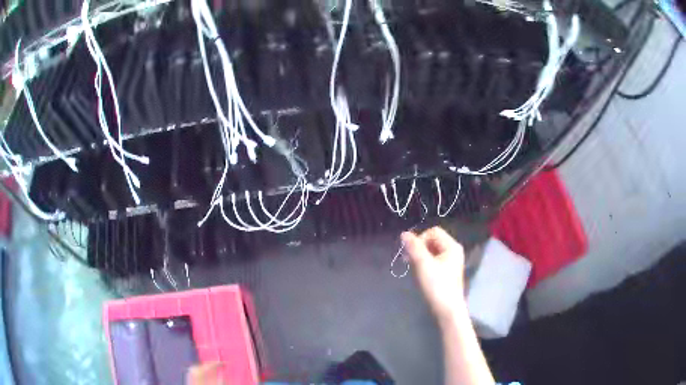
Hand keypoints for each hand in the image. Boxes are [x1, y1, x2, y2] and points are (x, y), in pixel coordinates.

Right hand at [402, 227, 466, 325]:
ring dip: (420, 256)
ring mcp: (451, 261)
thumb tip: (404, 233)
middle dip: (419, 247)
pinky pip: (434, 260)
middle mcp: (453, 251)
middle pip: (433, 240)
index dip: (420, 239)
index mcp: (451, 246)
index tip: (410, 253)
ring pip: (432, 251)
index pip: (433, 232)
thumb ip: (414, 247)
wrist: (447, 309)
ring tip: (413, 267)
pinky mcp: (446, 271)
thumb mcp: (423, 265)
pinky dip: (425, 263)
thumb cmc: (437, 286)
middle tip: (408, 260)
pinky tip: (419, 273)